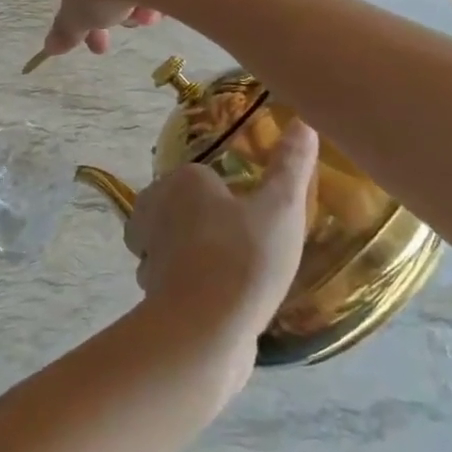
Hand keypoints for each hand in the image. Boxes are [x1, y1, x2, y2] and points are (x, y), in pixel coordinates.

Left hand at [124, 120, 318, 381]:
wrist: (205, 329)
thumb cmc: (244, 257)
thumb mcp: (281, 207)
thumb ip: (291, 165)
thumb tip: (304, 121)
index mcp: (181, 181)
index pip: (201, 177)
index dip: (226, 194)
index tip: (253, 214)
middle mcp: (154, 210)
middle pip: (179, 207)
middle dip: (201, 221)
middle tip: (243, 240)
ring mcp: (148, 253)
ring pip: (170, 244)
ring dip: (192, 254)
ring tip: (232, 270)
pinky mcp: (151, 293)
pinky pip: (173, 280)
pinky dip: (189, 286)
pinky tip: (219, 300)